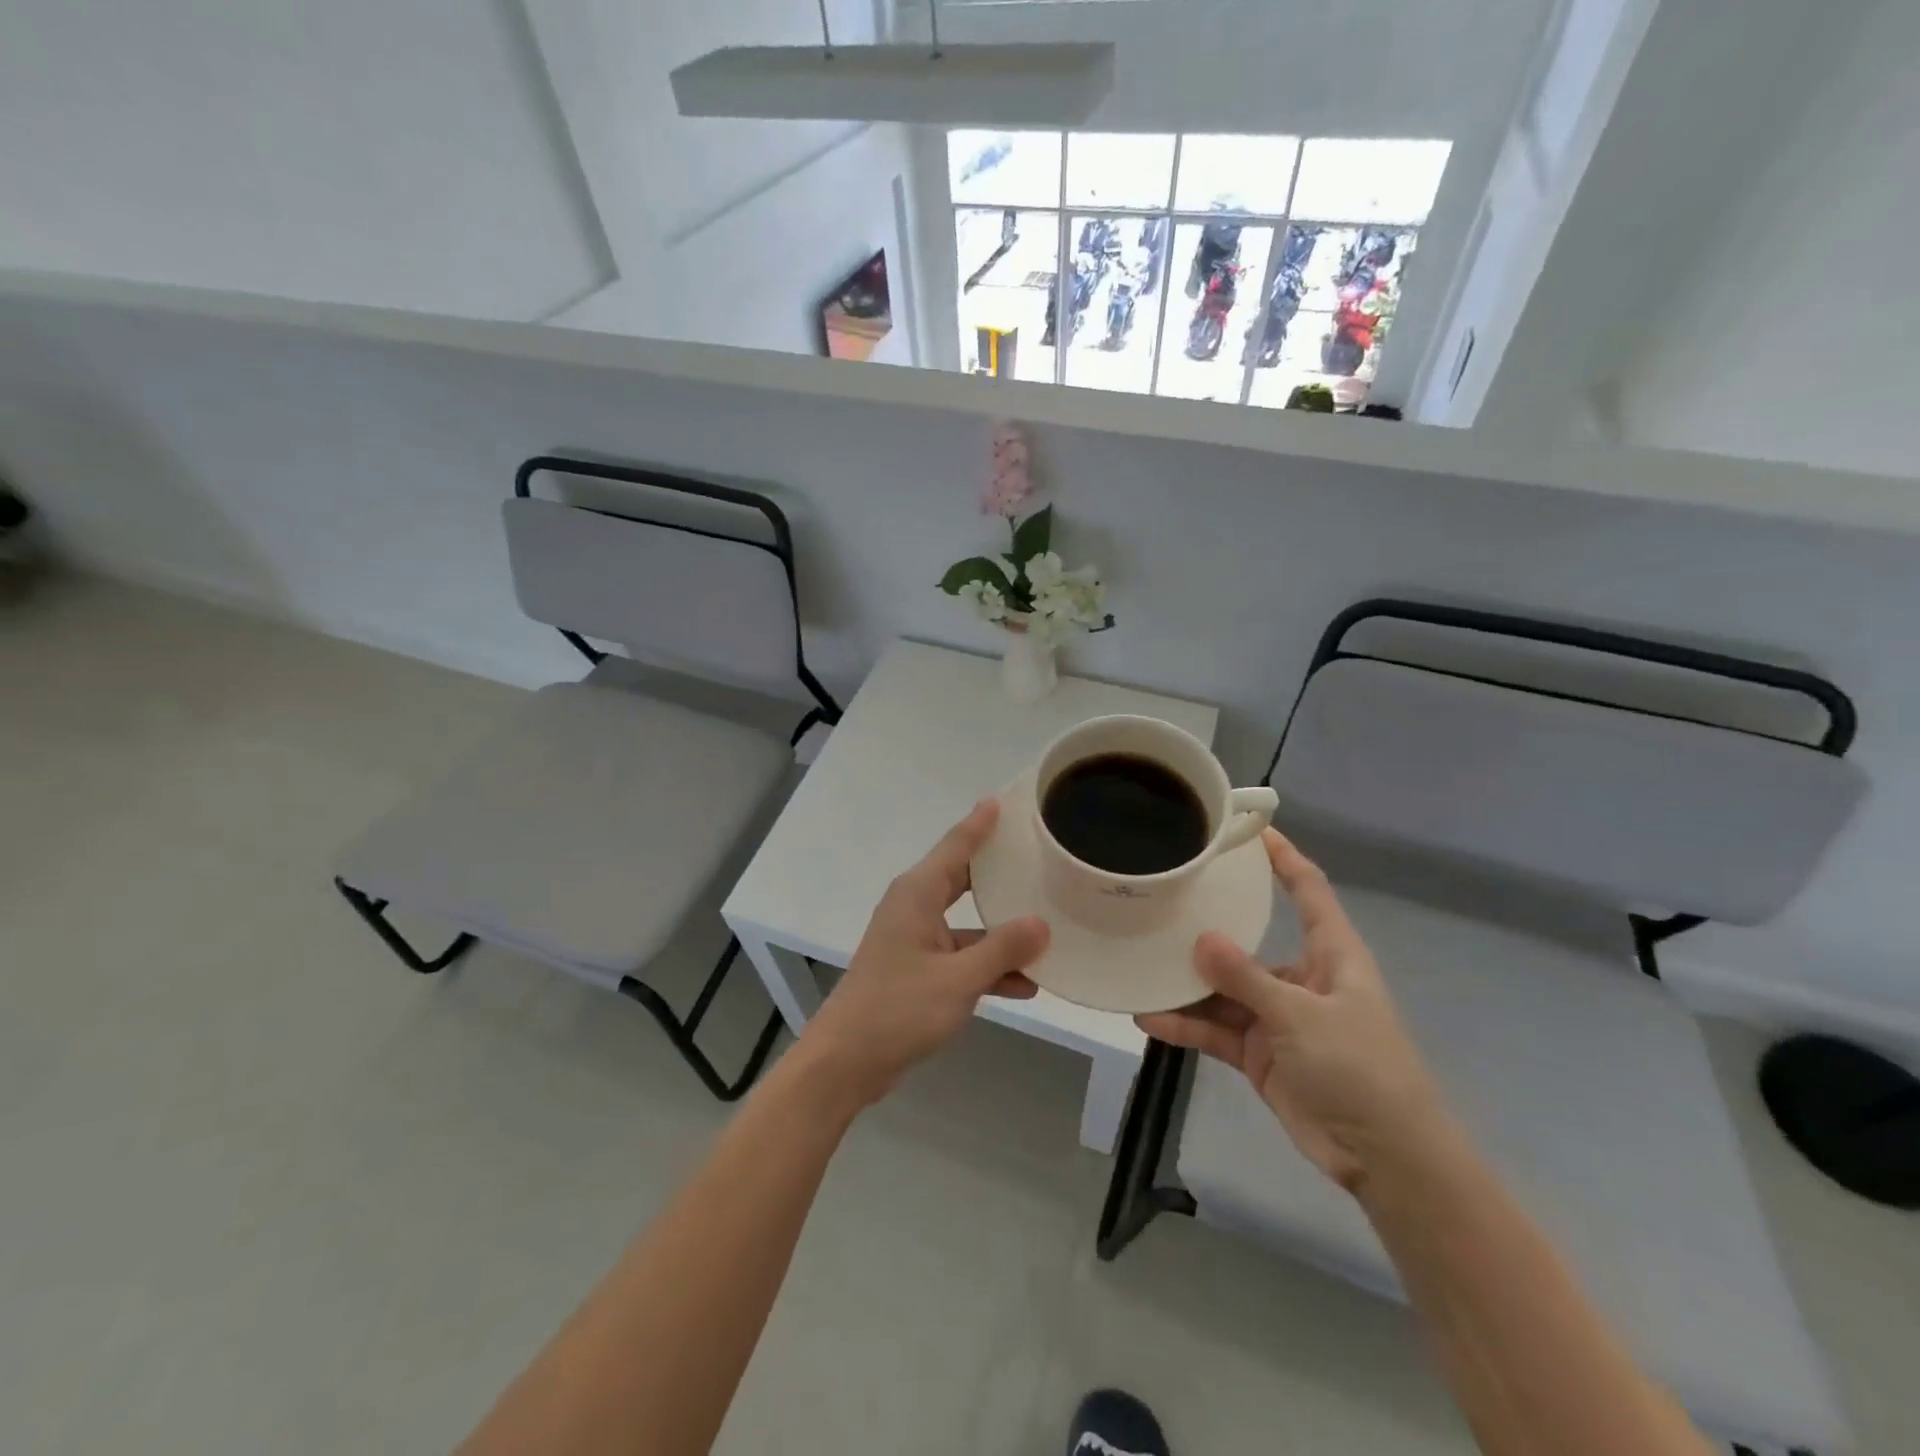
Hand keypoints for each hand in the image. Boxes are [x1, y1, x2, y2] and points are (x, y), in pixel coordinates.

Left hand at [797, 800, 1049, 1109]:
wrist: (846, 1062)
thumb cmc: (898, 1009)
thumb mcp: (959, 979)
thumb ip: (1002, 949)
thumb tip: (1041, 924)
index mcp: (918, 894)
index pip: (956, 846)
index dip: (980, 823)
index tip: (1004, 800)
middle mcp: (915, 908)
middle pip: (964, 880)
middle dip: (999, 872)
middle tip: (1038, 856)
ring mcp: (916, 941)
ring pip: (968, 925)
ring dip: (1002, 935)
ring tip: (1050, 931)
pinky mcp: (918, 972)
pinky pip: (961, 959)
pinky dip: (988, 968)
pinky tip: (1026, 985)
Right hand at [1138, 829, 1446, 1193]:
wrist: (1385, 1158)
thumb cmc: (1360, 1069)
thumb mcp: (1302, 1017)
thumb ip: (1247, 978)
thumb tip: (1200, 938)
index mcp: (1330, 955)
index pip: (1308, 891)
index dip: (1284, 858)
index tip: (1249, 829)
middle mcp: (1301, 978)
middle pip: (1249, 939)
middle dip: (1209, 923)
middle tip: (1163, 898)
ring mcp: (1277, 1017)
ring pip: (1224, 988)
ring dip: (1187, 983)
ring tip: (1139, 962)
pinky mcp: (1259, 1052)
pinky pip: (1216, 1029)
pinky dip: (1186, 1025)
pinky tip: (1148, 1017)